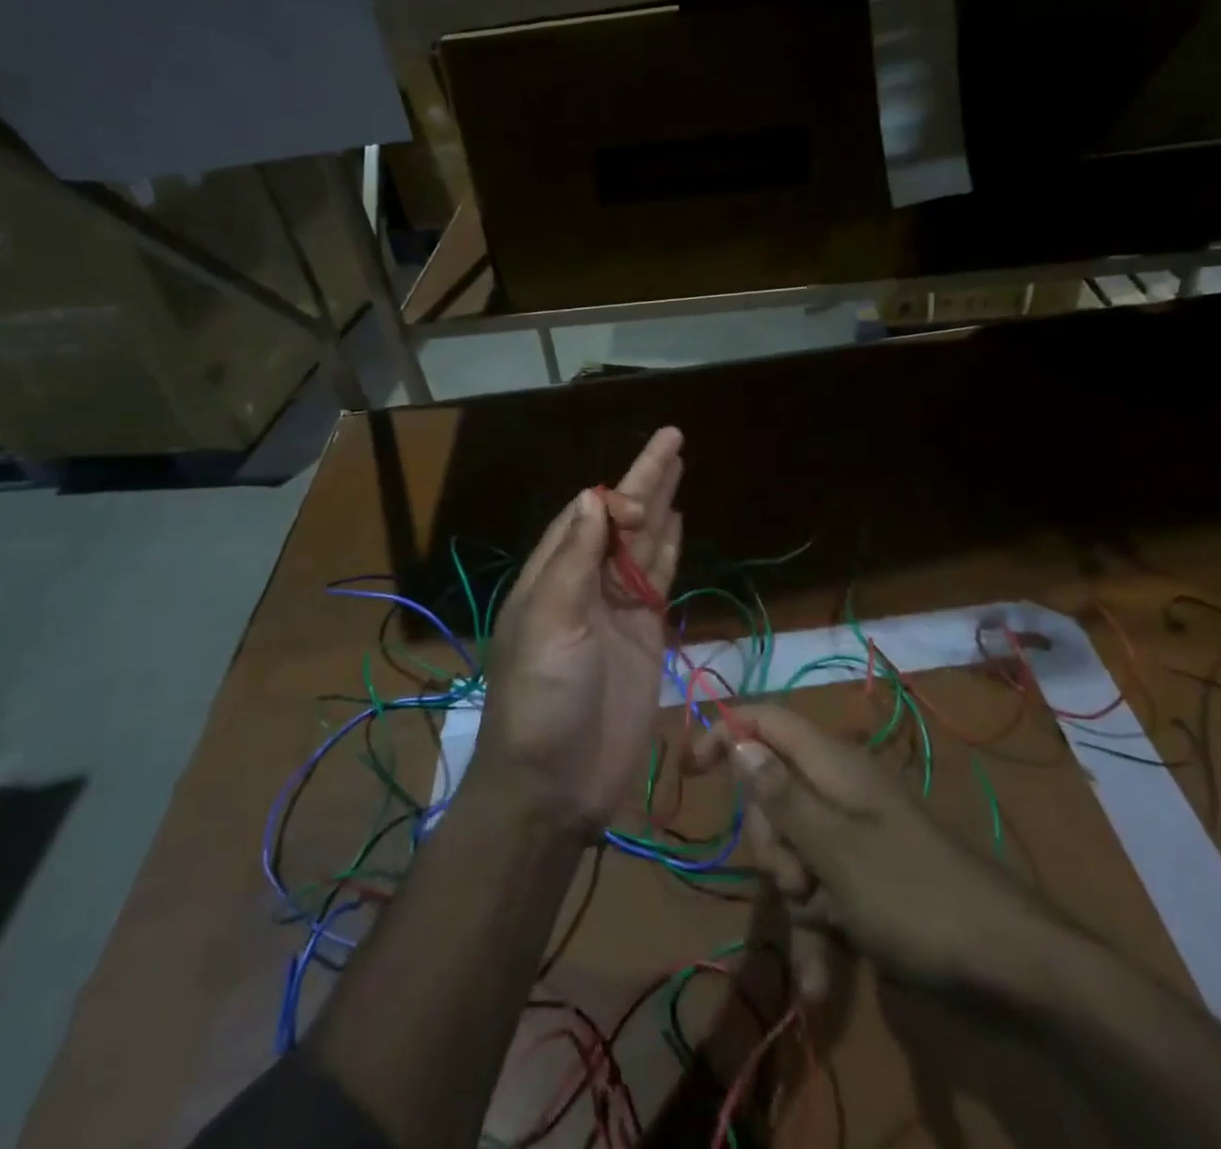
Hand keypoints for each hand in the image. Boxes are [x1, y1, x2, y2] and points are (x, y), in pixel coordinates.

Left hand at [471, 428, 683, 835]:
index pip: (584, 517)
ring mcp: (618, 610)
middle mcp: (586, 585)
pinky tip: (678, 520)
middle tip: (673, 438)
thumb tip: (594, 501)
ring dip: (661, 505)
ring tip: (678, 465)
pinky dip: (669, 549)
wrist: (556, 783)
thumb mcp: (549, 624)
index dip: (612, 498)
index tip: (637, 504)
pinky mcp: (646, 635)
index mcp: (552, 577)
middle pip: (620, 521)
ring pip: (644, 544)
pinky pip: (660, 580)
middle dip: (645, 480)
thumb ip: (574, 562)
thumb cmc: (542, 700)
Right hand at [692, 703, 1052, 1000]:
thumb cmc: (915, 897)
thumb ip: (782, 794)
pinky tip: (822, 984)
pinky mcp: (868, 885)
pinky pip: (823, 896)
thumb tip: (738, 739)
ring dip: (795, 902)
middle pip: (773, 795)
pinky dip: (818, 933)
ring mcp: (856, 841)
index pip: (765, 721)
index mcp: (834, 767)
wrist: (1013, 970)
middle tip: (795, 880)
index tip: (690, 772)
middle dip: (771, 844)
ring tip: (823, 938)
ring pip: (795, 853)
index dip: (725, 734)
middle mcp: (841, 793)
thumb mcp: (835, 849)